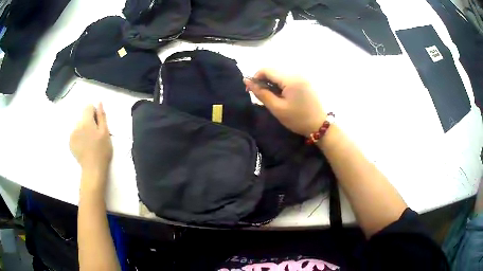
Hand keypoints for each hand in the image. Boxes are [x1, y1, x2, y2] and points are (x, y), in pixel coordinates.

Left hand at [70, 103, 112, 177]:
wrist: (93, 169)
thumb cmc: (102, 151)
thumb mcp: (105, 133)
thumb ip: (101, 116)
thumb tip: (99, 103)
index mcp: (86, 122)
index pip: (88, 107)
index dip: (94, 113)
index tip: (98, 124)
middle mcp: (77, 125)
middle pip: (83, 117)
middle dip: (89, 122)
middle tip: (95, 135)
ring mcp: (72, 134)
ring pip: (79, 125)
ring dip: (84, 130)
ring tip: (89, 142)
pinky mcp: (70, 142)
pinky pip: (75, 134)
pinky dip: (79, 137)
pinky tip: (84, 146)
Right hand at [244, 69, 325, 136]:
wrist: (319, 125)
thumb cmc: (297, 119)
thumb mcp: (277, 108)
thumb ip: (261, 93)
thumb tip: (247, 81)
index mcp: (290, 79)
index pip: (266, 70)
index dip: (256, 77)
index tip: (252, 90)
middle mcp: (296, 73)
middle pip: (273, 70)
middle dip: (264, 80)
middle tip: (262, 96)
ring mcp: (302, 76)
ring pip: (280, 74)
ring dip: (272, 82)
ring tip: (273, 97)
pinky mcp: (305, 80)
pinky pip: (288, 77)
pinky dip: (281, 84)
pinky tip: (282, 96)